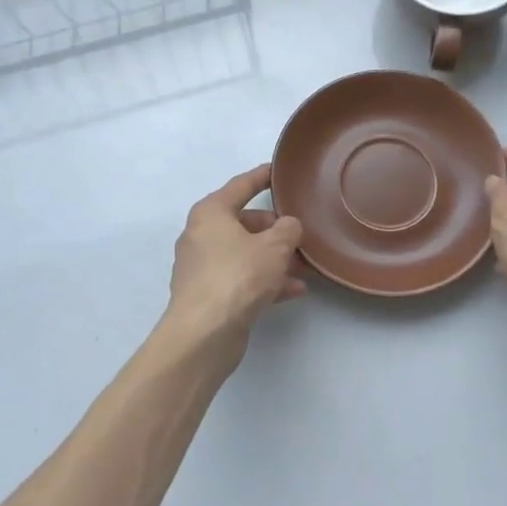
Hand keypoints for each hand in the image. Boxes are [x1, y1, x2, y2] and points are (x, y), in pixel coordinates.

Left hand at [160, 164, 305, 359]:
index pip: (241, 186)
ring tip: (305, 267)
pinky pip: (242, 278)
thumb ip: (288, 230)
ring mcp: (202, 267)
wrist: (204, 333)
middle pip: (244, 223)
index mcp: (211, 213)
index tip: (279, 171)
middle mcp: (201, 235)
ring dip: (275, 259)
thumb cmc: (238, 276)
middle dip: (276, 230)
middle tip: (301, 235)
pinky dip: (266, 280)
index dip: (262, 177)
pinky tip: (294, 290)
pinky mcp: (208, 295)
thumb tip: (288, 227)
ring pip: (245, 253)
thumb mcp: (274, 247)